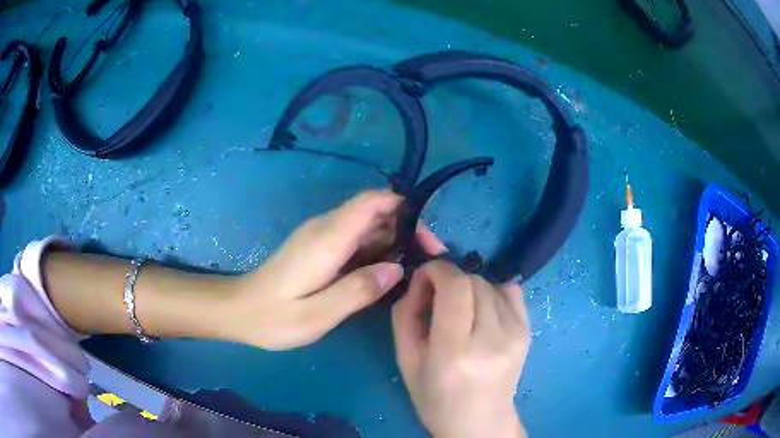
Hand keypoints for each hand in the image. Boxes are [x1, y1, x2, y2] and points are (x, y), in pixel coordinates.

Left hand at [223, 190, 439, 349]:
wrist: (238, 311)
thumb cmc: (273, 318)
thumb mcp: (316, 316)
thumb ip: (357, 291)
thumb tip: (397, 268)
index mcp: (326, 238)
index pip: (372, 201)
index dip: (405, 208)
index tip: (427, 238)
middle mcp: (325, 228)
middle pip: (375, 211)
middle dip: (407, 228)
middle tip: (427, 260)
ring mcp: (321, 236)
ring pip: (368, 225)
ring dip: (394, 240)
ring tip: (413, 270)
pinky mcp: (319, 247)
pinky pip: (356, 238)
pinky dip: (377, 249)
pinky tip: (385, 274)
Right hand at [392, 260, 529, 437]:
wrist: (481, 424)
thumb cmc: (436, 399)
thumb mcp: (406, 362)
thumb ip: (405, 314)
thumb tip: (420, 280)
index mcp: (455, 352)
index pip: (455, 286)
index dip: (436, 270)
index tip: (423, 276)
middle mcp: (492, 339)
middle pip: (473, 281)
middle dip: (450, 279)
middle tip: (437, 296)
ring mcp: (516, 335)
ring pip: (491, 284)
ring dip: (469, 287)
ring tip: (460, 310)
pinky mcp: (528, 332)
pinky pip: (511, 291)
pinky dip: (492, 292)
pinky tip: (482, 311)